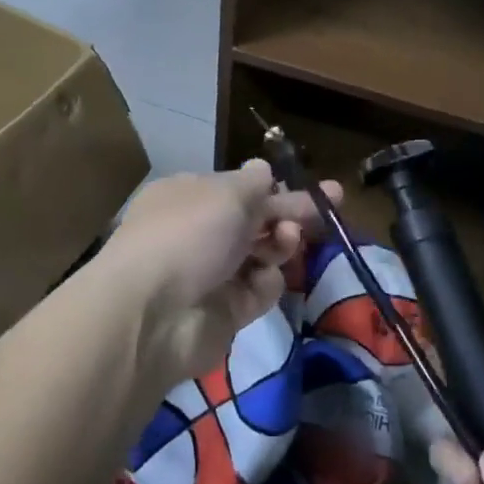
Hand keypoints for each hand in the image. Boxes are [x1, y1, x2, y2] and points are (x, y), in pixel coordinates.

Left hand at [96, 161, 341, 388]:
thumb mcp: (227, 194)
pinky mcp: (225, 312)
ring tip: (288, 239)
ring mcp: (211, 274)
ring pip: (261, 254)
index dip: (274, 187)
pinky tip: (263, 278)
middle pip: (254, 221)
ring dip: (280, 244)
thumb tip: (263, 168)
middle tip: (330, 207)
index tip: (313, 189)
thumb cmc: (188, 234)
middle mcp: (198, 232)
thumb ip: (254, 184)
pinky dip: (265, 284)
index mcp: (190, 196)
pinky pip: (258, 291)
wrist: (154, 315)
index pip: (239, 188)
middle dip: (290, 213)